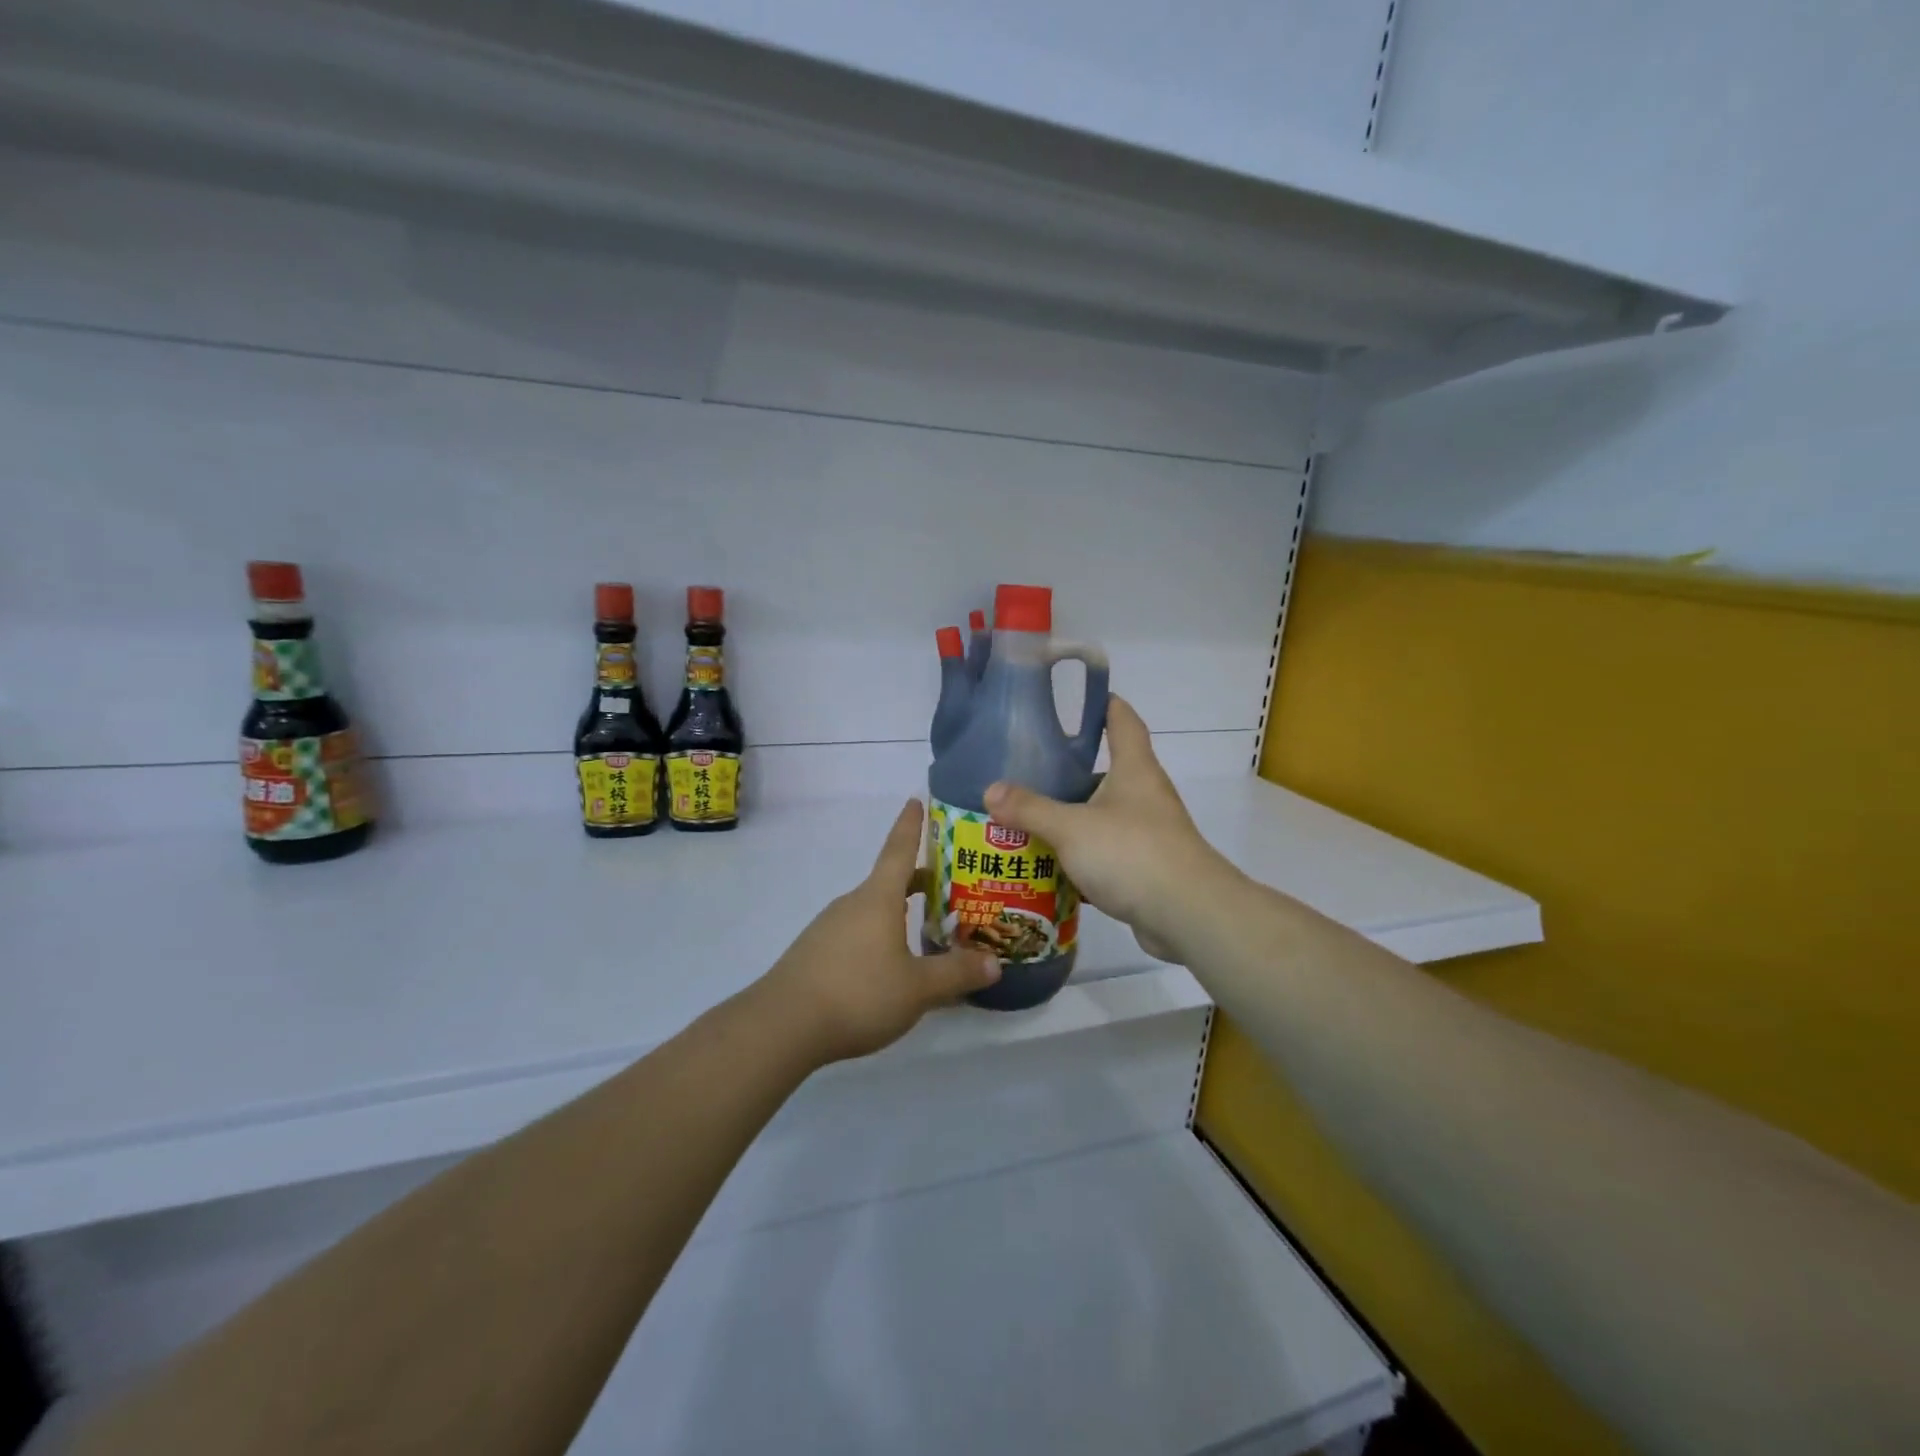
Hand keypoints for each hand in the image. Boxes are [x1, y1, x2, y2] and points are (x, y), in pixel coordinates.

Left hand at [759, 799, 1000, 1063]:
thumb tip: (994, 964)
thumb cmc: (858, 993)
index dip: (911, 825)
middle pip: (889, 882)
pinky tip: (889, 970)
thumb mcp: (918, 989)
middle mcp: (853, 904)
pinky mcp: (815, 953)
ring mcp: (829, 928)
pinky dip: (879, 938)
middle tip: (948, 887)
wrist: (783, 1025)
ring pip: (873, 911)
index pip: (899, 849)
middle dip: (918, 881)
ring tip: (925, 933)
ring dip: (898, 914)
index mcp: (878, 899)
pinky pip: (856, 935)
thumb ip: (957, 974)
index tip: (916, 800)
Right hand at [984, 695, 1228, 960]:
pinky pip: (1104, 853)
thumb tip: (990, 790)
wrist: (1187, 914)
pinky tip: (1047, 865)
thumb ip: (1030, 809)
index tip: (1077, 698)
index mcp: (1133, 769)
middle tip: (1026, 770)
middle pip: (1105, 771)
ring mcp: (1147, 833)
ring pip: (1101, 816)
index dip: (1103, 704)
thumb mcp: (1071, 827)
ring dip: (1070, 818)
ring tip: (1026, 818)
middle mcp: (1144, 795)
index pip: (1122, 720)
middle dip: (1068, 771)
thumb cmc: (1132, 853)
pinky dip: (1078, 857)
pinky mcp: (1144, 868)